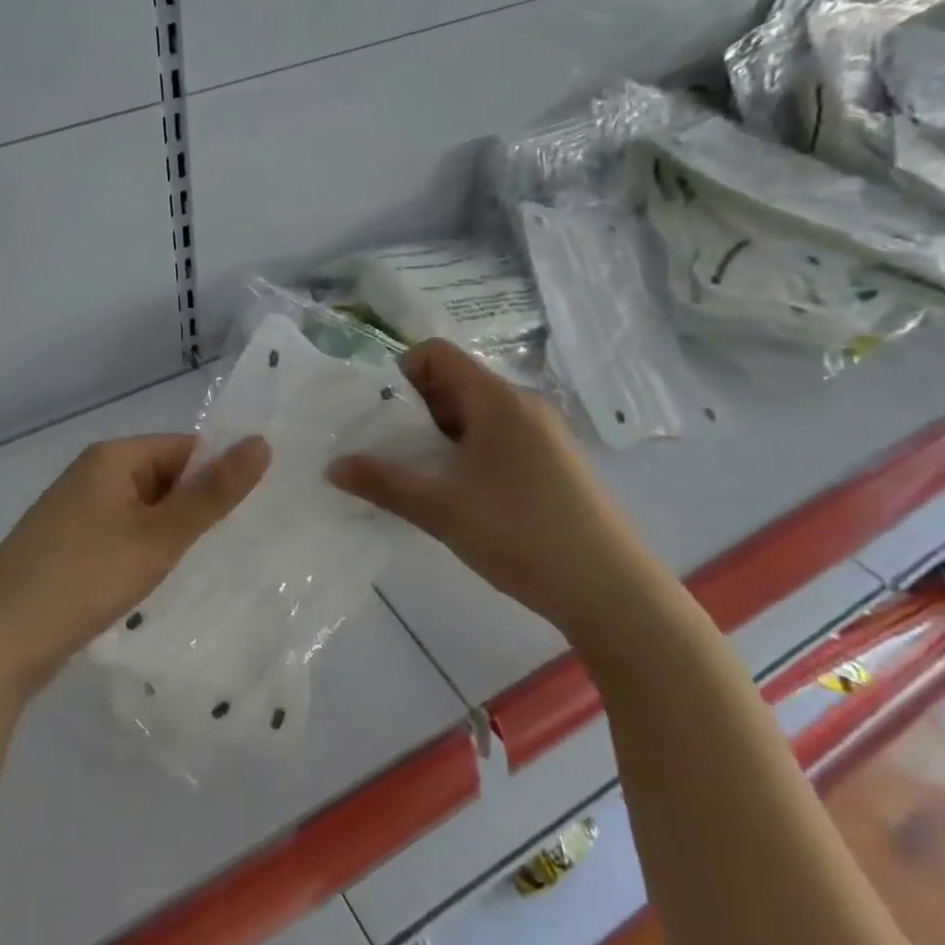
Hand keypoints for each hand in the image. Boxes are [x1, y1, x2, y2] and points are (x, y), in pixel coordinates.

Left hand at [0, 433, 270, 699]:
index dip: (221, 476)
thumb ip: (211, 494)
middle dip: (199, 511)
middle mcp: (92, 476)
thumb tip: (261, 442)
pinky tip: (164, 588)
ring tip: (212, 571)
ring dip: (174, 539)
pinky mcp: (68, 551)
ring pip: (145, 515)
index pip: (186, 448)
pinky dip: (146, 558)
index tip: (259, 514)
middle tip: (242, 549)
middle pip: (165, 480)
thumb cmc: (81, 578)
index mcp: (112, 457)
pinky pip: (122, 541)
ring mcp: (76, 515)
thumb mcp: (157, 536)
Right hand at [327, 340, 670, 639]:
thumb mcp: (439, 509)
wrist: (611, 591)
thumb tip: (333, 466)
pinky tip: (461, 498)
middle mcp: (523, 405)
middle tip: (392, 453)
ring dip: (441, 438)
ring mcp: (544, 434)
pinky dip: (468, 455)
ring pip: (476, 416)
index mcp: (496, 399)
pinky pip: (498, 440)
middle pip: (454, 384)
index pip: (437, 354)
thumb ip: (382, 482)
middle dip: (415, 412)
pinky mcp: (555, 464)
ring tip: (422, 480)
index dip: (401, 373)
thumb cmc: (519, 534)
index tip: (382, 417)